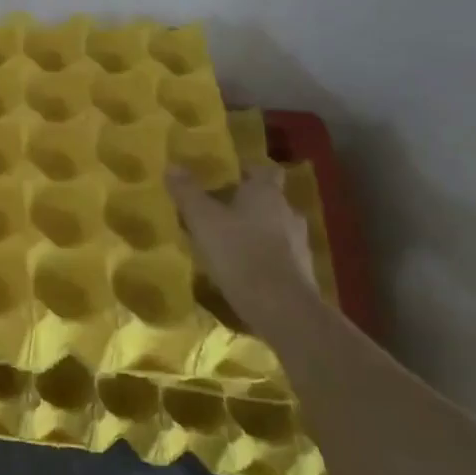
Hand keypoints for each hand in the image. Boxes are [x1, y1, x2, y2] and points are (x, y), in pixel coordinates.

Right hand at [168, 165, 317, 325]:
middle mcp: (288, 212)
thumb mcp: (202, 220)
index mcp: (266, 192)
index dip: (248, 171)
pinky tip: (245, 272)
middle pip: (270, 200)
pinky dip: (265, 259)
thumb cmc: (239, 252)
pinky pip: (281, 257)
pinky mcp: (303, 273)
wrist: (282, 309)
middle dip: (248, 205)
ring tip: (230, 245)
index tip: (229, 178)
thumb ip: (187, 192)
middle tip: (220, 213)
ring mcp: (300, 244)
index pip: (265, 170)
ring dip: (257, 233)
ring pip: (276, 229)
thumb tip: (172, 165)